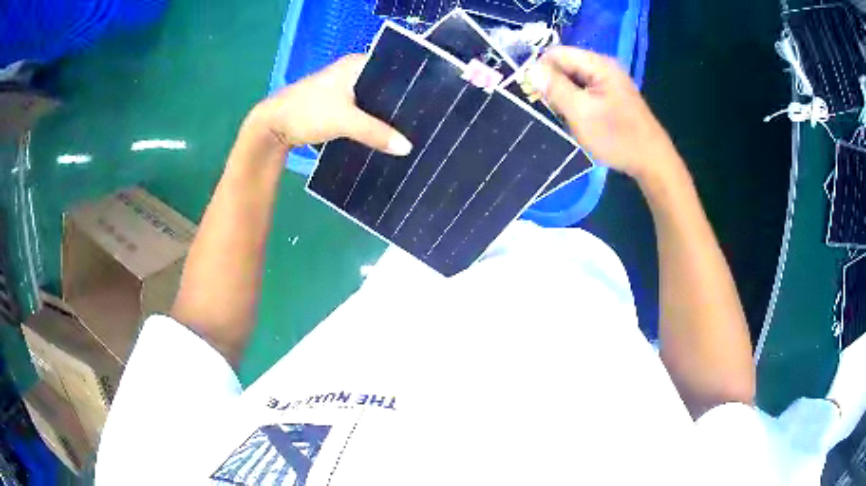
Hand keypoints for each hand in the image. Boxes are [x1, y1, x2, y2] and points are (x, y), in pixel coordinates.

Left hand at [245, 54, 412, 155]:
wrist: (273, 126)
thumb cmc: (307, 112)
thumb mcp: (344, 121)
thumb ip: (376, 133)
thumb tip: (408, 148)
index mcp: (357, 63)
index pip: (394, 67)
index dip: (412, 82)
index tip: (432, 99)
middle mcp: (353, 71)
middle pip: (386, 84)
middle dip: (402, 101)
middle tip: (425, 117)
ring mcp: (345, 87)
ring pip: (374, 99)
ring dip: (387, 112)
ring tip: (412, 126)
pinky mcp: (339, 104)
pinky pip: (364, 110)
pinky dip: (374, 120)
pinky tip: (388, 132)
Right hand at [526, 47, 678, 180]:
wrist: (652, 161)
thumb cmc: (617, 137)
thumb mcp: (581, 112)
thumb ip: (555, 88)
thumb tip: (531, 69)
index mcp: (598, 65)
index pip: (557, 53)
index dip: (541, 69)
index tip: (535, 93)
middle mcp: (604, 67)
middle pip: (566, 64)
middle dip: (553, 84)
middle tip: (552, 110)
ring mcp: (610, 82)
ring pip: (574, 79)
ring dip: (564, 96)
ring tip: (566, 117)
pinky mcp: (613, 96)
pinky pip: (585, 91)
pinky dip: (577, 102)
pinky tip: (579, 120)